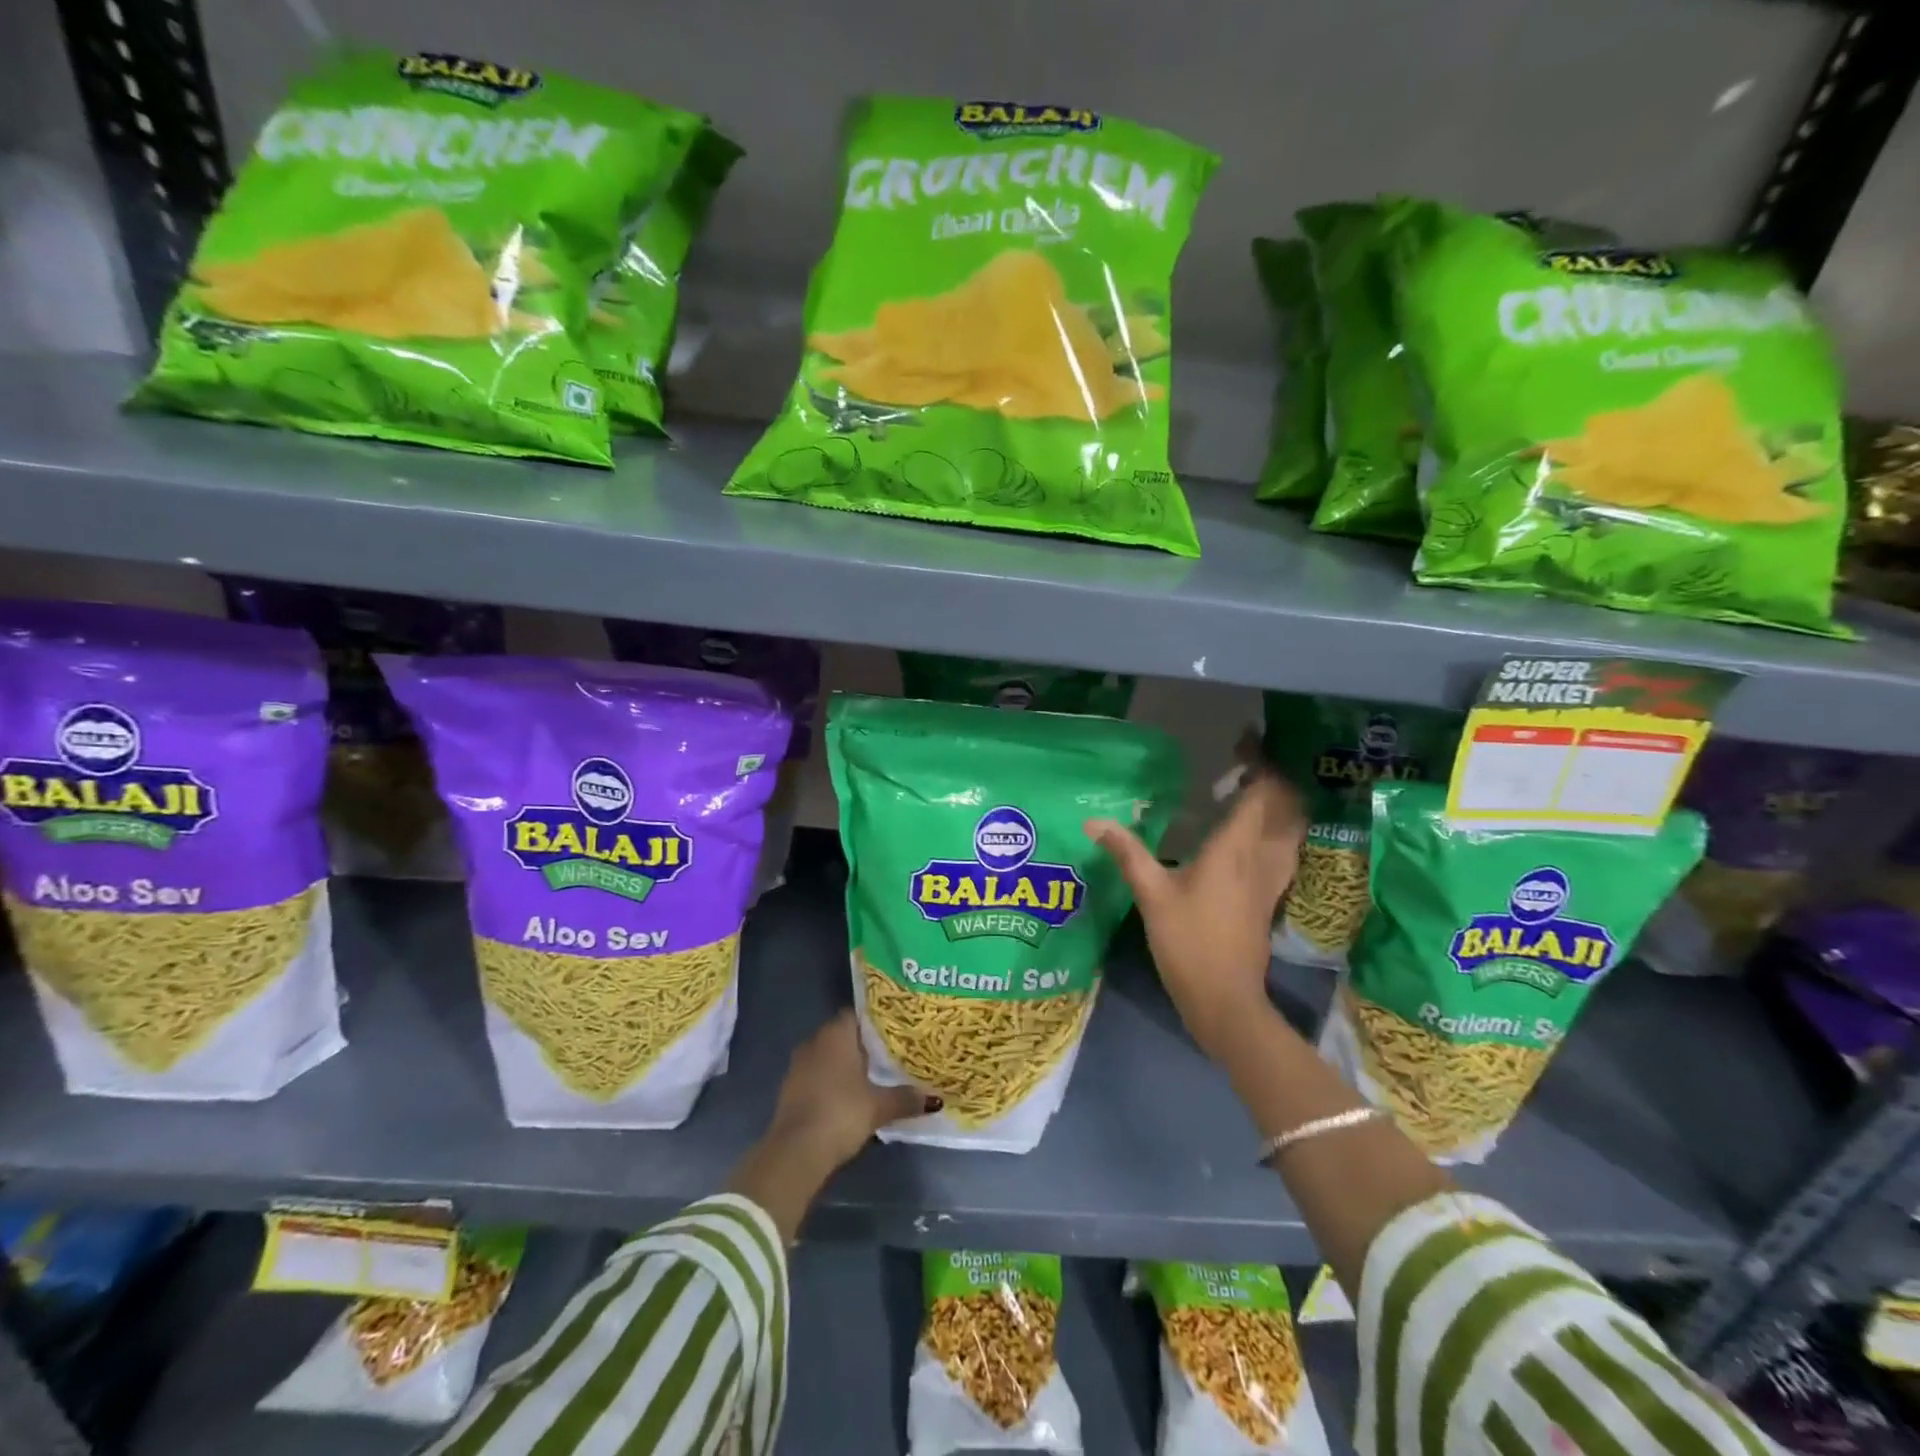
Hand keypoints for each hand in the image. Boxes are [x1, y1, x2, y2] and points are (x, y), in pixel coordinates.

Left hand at [767, 1009, 936, 1171]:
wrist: (796, 1152)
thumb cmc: (841, 1114)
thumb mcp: (879, 1107)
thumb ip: (906, 1098)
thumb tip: (935, 1099)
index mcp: (835, 1034)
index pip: (856, 1014)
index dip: (875, 1021)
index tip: (894, 1031)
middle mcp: (815, 1041)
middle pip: (843, 1035)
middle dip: (863, 1044)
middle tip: (889, 1054)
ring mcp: (798, 1065)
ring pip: (828, 1056)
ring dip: (846, 1065)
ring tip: (873, 1076)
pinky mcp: (790, 1089)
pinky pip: (817, 1075)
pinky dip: (832, 1081)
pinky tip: (849, 1097)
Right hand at [1086, 769, 1306, 1061]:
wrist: (1225, 999)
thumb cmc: (1187, 942)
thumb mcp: (1151, 895)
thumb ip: (1127, 852)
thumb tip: (1094, 821)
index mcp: (1235, 849)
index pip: (1260, 793)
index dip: (1259, 763)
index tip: (1244, 741)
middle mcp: (1261, 858)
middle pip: (1285, 807)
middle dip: (1274, 779)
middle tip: (1248, 762)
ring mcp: (1271, 881)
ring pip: (1292, 830)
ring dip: (1281, 804)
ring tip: (1255, 789)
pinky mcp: (1270, 899)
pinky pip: (1286, 851)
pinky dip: (1280, 831)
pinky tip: (1259, 833)